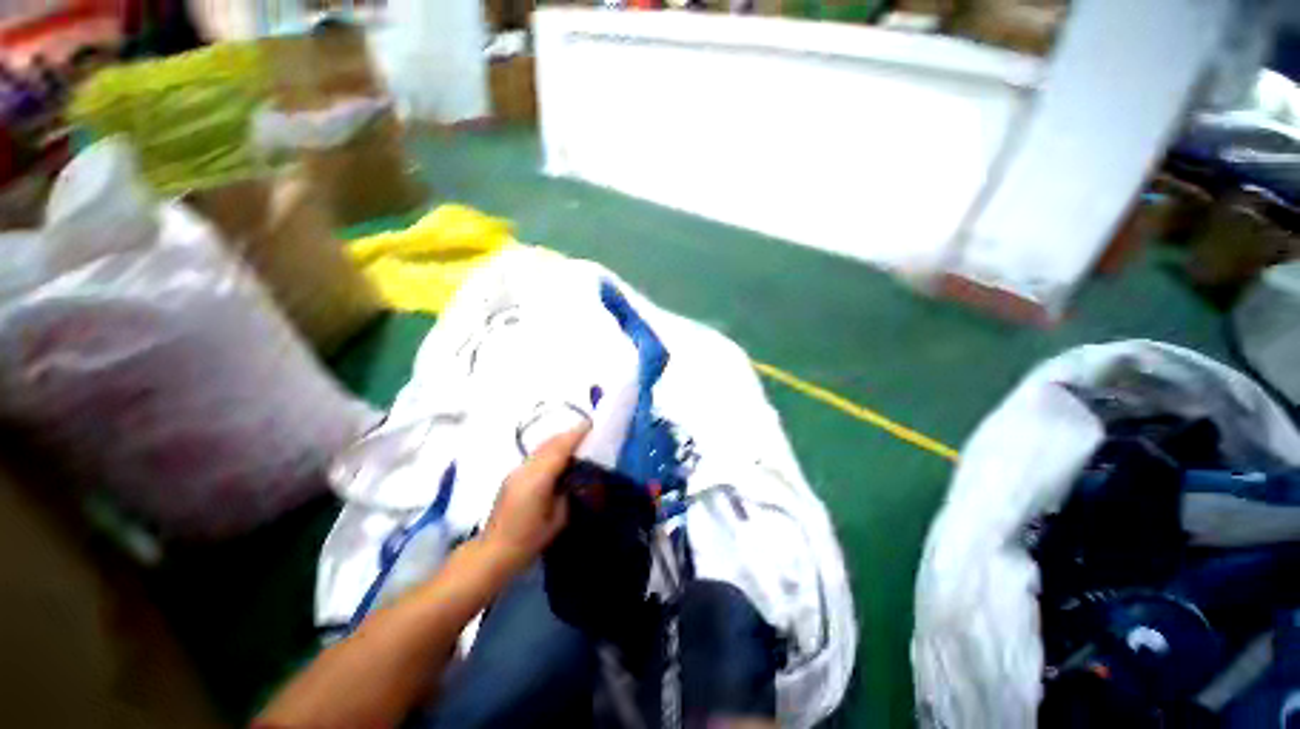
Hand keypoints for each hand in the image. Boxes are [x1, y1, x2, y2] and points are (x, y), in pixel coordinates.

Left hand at [482, 424, 588, 573]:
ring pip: (541, 447)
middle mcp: (525, 469)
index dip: (575, 435)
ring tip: (576, 440)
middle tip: (587, 430)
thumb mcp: (557, 519)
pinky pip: (535, 455)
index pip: (559, 449)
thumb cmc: (528, 540)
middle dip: (568, 434)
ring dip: (558, 440)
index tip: (590, 424)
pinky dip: (549, 449)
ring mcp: (516, 471)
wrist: (493, 552)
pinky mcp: (513, 476)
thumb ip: (567, 493)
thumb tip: (572, 478)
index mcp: (538, 479)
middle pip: (549, 443)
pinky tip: (558, 456)